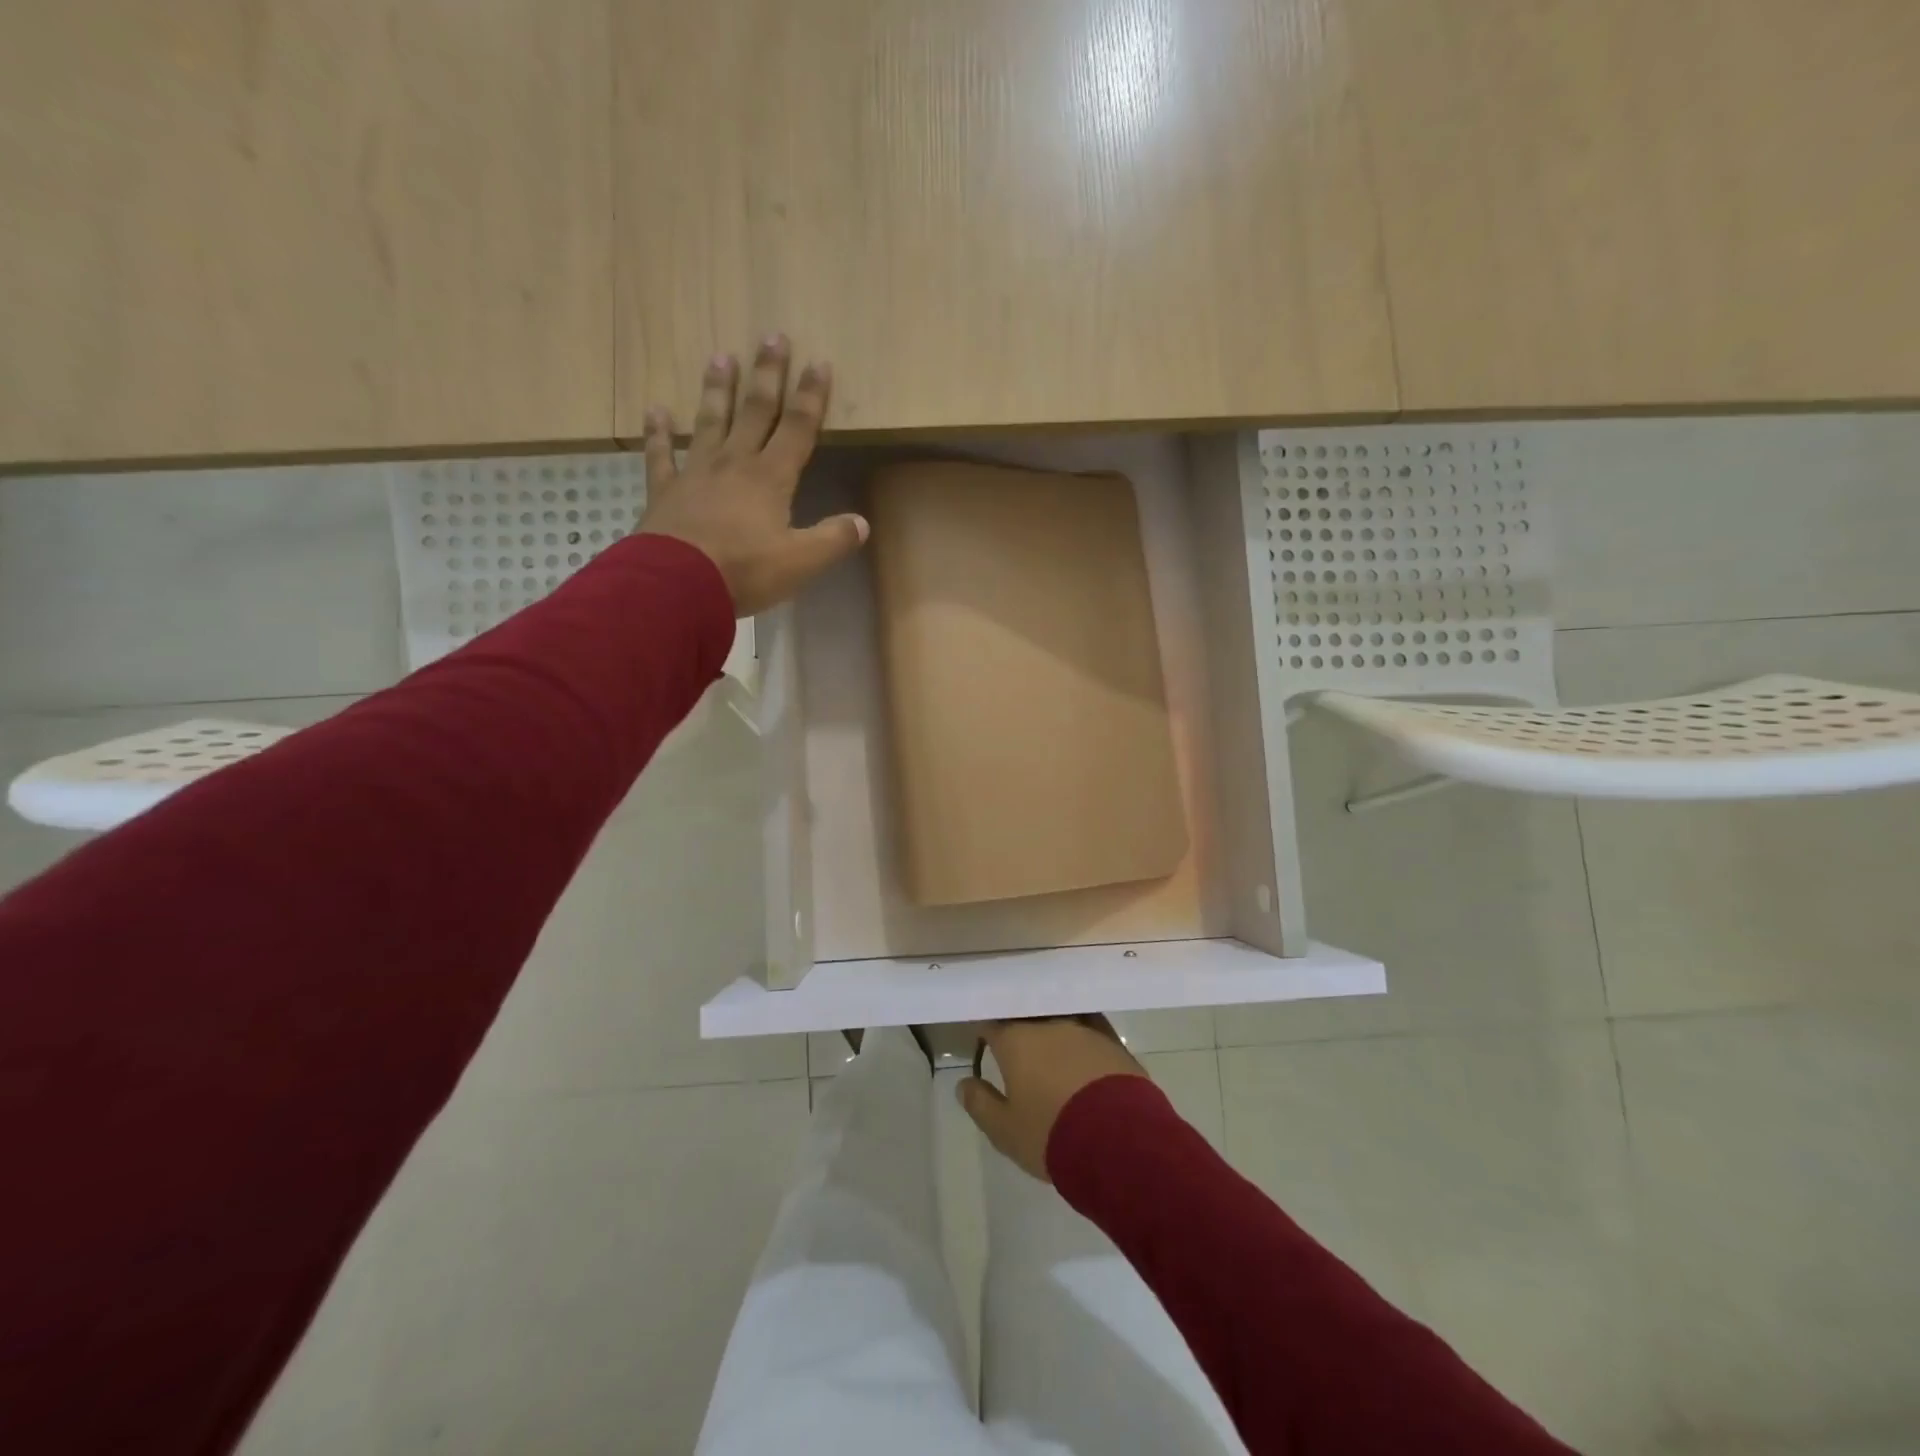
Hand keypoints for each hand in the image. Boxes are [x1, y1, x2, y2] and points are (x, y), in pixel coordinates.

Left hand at [638, 335, 866, 615]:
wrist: (676, 586)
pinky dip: (658, 433)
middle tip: (771, 336)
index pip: (797, 429)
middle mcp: (735, 464)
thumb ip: (833, 540)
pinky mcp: (665, 492)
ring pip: (710, 422)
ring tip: (720, 356)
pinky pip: (660, 456)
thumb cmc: (745, 571)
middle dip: (767, 375)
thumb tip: (862, 523)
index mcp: (771, 479)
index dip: (811, 397)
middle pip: (755, 412)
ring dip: (717, 390)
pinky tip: (655, 411)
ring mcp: (696, 474)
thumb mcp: (801, 562)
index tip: (819, 363)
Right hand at [958, 1016, 1149, 1181]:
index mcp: (1016, 1039)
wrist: (1120, 1142)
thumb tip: (964, 1083)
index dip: (985, 1029)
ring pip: (1060, 1016)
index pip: (992, 1022)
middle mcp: (1049, 1024)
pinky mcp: (1113, 1041)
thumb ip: (980, 1104)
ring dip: (1051, 1026)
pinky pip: (1090, 1027)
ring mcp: (1084, 1028)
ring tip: (1050, 1042)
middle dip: (1018, 1023)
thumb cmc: (1052, 1134)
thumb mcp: (1005, 1130)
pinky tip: (1082, 1047)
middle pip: (1027, 1014)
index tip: (983, 1039)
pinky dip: (1081, 1034)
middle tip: (1015, 1040)